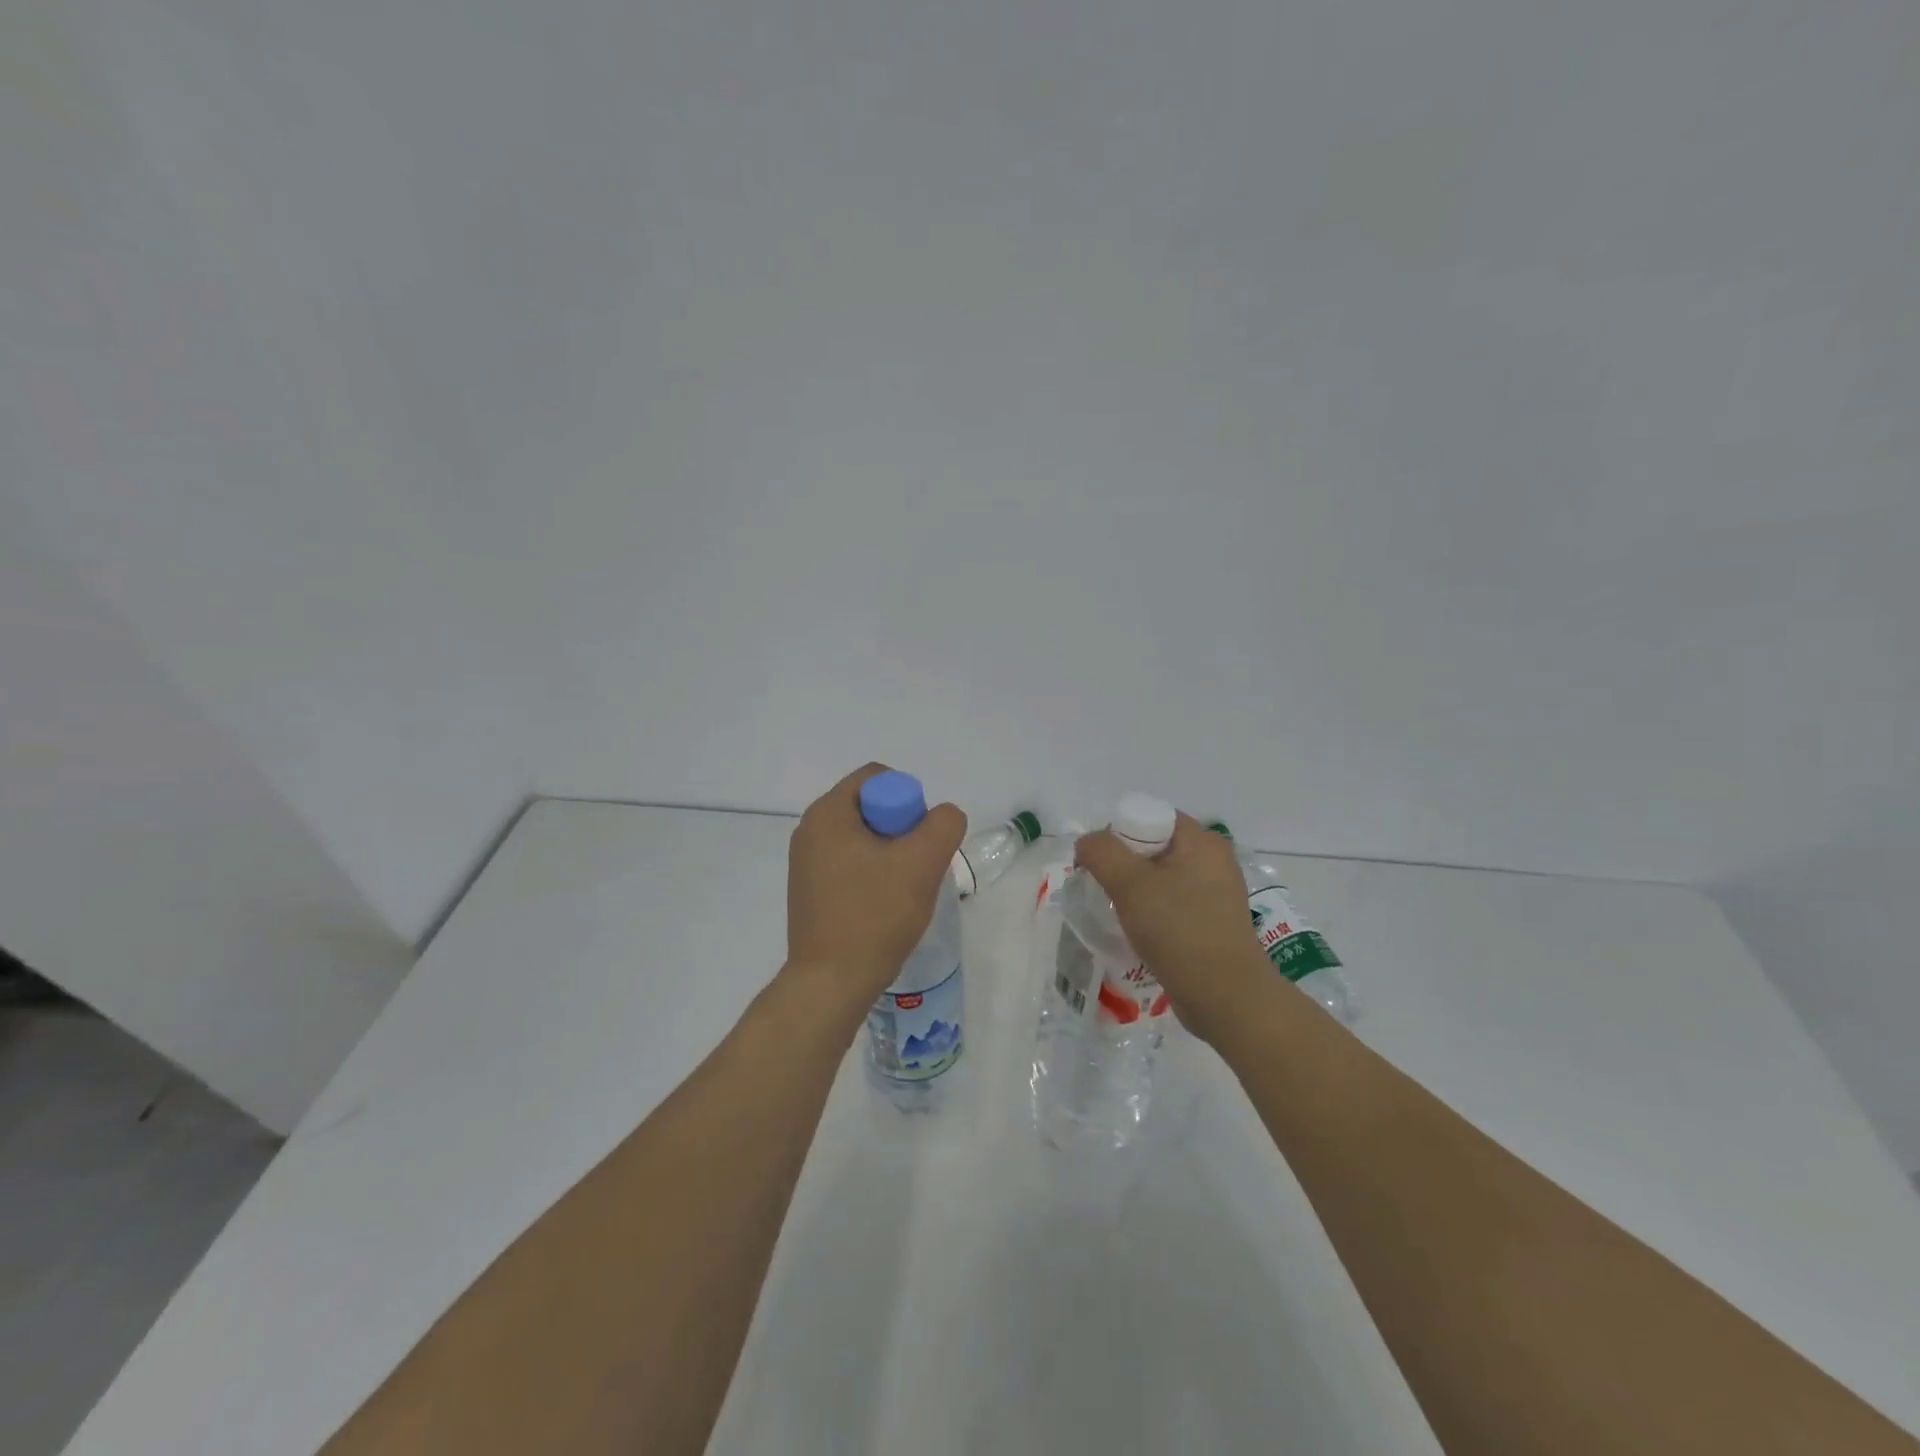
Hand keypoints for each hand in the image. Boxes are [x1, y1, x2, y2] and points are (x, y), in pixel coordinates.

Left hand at [785, 764, 967, 1006]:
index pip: (877, 778)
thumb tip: (942, 817)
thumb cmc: (874, 915)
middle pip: (871, 807)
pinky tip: (885, 905)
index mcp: (827, 813)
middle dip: (902, 830)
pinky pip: (850, 863)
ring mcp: (805, 862)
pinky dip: (873, 874)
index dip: (908, 800)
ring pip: (863, 838)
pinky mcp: (809, 890)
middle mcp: (809, 830)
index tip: (920, 839)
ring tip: (904, 890)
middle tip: (918, 865)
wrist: (831, 982)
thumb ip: (943, 824)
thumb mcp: (922, 862)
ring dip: (891, 855)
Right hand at [1075, 812, 1268, 1042]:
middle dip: (1123, 866)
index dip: (1118, 834)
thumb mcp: (1130, 885)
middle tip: (1103, 891)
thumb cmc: (1179, 931)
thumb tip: (1087, 843)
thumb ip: (1102, 853)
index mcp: (1202, 841)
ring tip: (1117, 915)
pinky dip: (1152, 914)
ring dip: (1135, 893)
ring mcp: (1216, 894)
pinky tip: (1138, 934)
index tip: (1100, 866)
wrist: (1226, 999)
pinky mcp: (1213, 923)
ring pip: (1161, 879)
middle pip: (1154, 848)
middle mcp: (1214, 860)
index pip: (1151, 817)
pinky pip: (1173, 905)